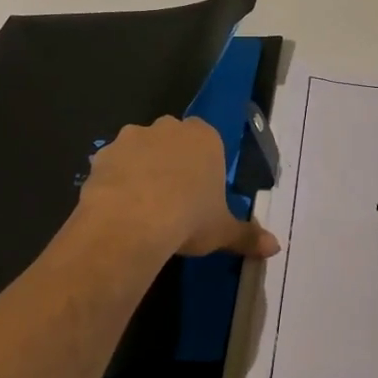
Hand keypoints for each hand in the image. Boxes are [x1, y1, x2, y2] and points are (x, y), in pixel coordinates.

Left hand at [78, 116, 280, 258]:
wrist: (132, 222)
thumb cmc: (189, 219)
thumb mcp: (223, 231)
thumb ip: (247, 236)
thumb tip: (275, 248)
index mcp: (205, 138)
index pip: (208, 140)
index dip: (203, 164)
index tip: (200, 190)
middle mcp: (169, 128)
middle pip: (172, 139)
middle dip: (171, 160)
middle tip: (172, 197)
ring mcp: (132, 137)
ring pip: (139, 148)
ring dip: (140, 167)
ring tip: (141, 204)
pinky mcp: (102, 154)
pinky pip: (111, 164)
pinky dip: (113, 180)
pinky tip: (116, 207)